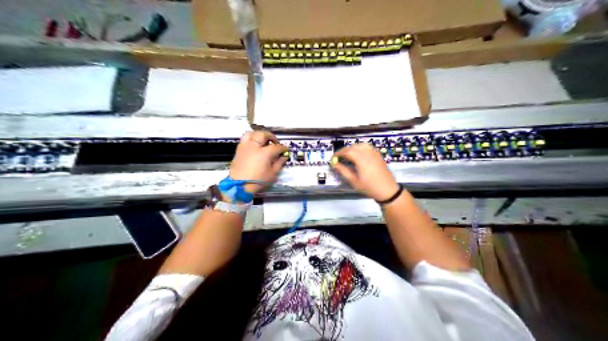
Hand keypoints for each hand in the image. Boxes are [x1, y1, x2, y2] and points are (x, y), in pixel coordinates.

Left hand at [229, 130, 287, 194]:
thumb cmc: (258, 181)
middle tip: (275, 142)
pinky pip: (244, 139)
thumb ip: (279, 163)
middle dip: (271, 136)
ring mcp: (245, 147)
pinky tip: (254, 145)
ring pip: (251, 133)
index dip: (282, 148)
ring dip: (259, 135)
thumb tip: (284, 156)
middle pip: (263, 134)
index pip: (276, 147)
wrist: (239, 186)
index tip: (285, 150)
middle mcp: (254, 146)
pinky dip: (251, 139)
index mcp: (264, 153)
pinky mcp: (239, 150)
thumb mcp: (272, 174)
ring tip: (263, 141)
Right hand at [331, 142, 399, 200]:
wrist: (387, 190)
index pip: (347, 152)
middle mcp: (368, 153)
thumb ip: (343, 171)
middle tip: (339, 157)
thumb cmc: (369, 187)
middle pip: (353, 147)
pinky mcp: (378, 155)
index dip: (338, 153)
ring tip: (347, 156)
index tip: (333, 158)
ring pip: (360, 145)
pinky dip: (360, 148)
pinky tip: (358, 155)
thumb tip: (335, 164)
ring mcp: (374, 153)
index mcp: (361, 160)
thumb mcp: (354, 181)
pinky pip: (367, 147)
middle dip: (344, 150)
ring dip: (352, 148)